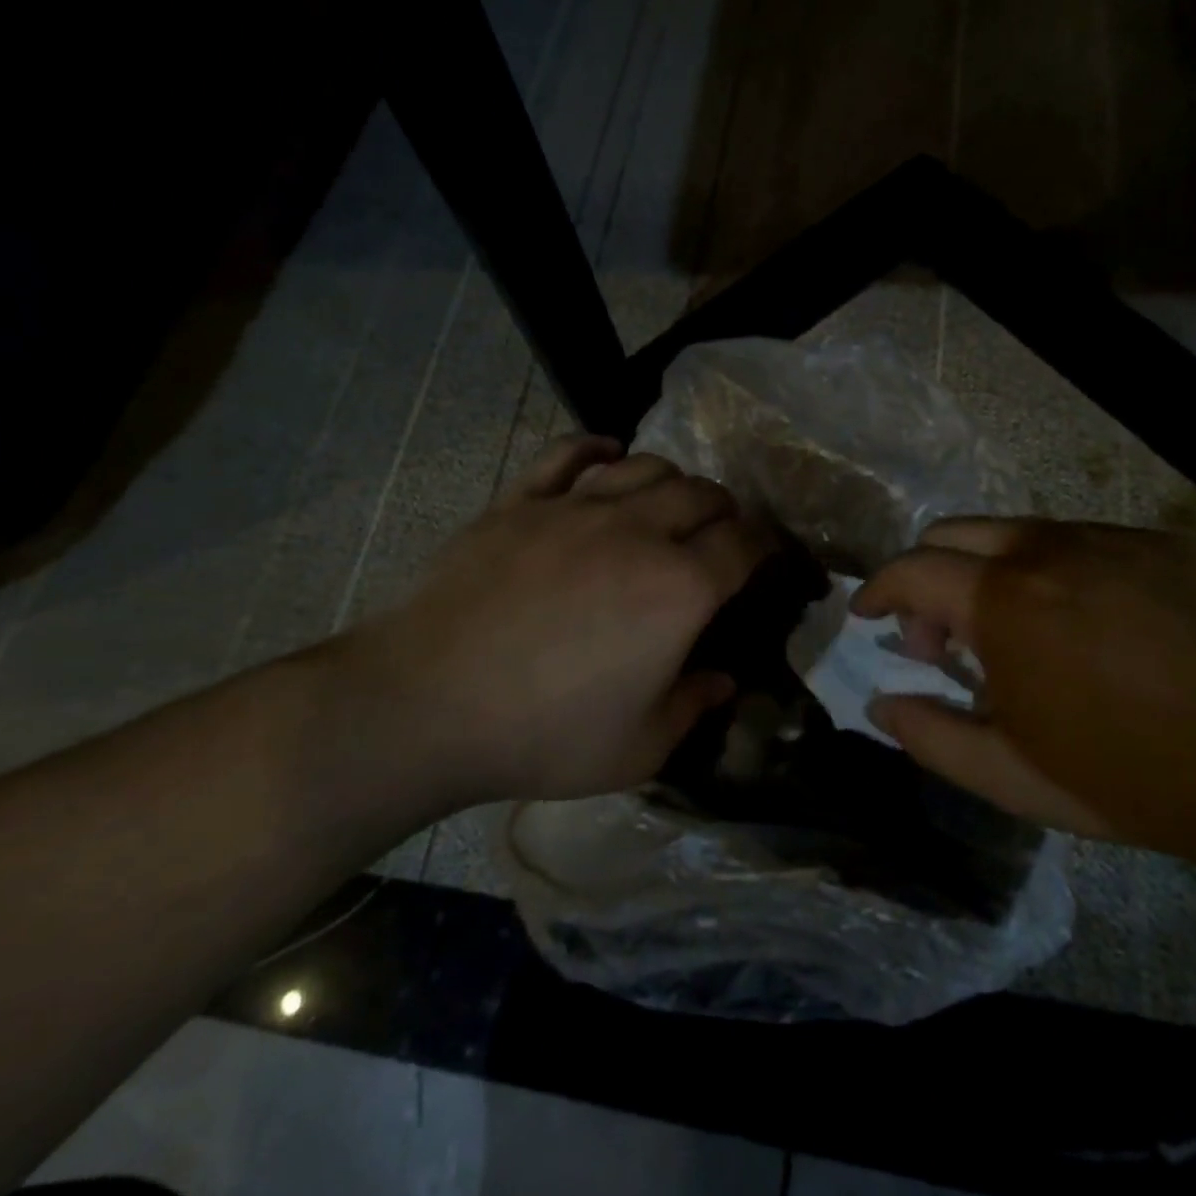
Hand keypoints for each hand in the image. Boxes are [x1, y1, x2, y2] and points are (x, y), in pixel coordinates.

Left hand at [314, 436, 767, 814]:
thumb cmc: (544, 734)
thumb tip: (725, 681)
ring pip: (645, 466)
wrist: (428, 703)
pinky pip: (567, 454)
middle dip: (724, 509)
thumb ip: (694, 707)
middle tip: (720, 534)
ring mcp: (575, 509)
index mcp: (680, 589)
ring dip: (672, 480)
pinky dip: (596, 448)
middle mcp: (638, 533)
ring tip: (670, 502)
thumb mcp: (640, 747)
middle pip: (701, 494)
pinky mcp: (520, 502)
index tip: (768, 555)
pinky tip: (607, 455)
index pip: (745, 543)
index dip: (766, 544)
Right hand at [853, 517, 1195, 877]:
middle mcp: (1047, 552)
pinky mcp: (1155, 543)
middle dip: (925, 578)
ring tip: (1010, 635)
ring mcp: (1106, 540)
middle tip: (942, 639)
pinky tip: (1077, 625)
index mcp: (1005, 605)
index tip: (868, 616)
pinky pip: (1070, 539)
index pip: (911, 569)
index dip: (877, 590)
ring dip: (982, 572)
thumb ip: (930, 736)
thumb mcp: (1013, 778)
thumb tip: (882, 702)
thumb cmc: (1138, 781)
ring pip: (1009, 531)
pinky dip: (1042, 570)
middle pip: (950, 532)